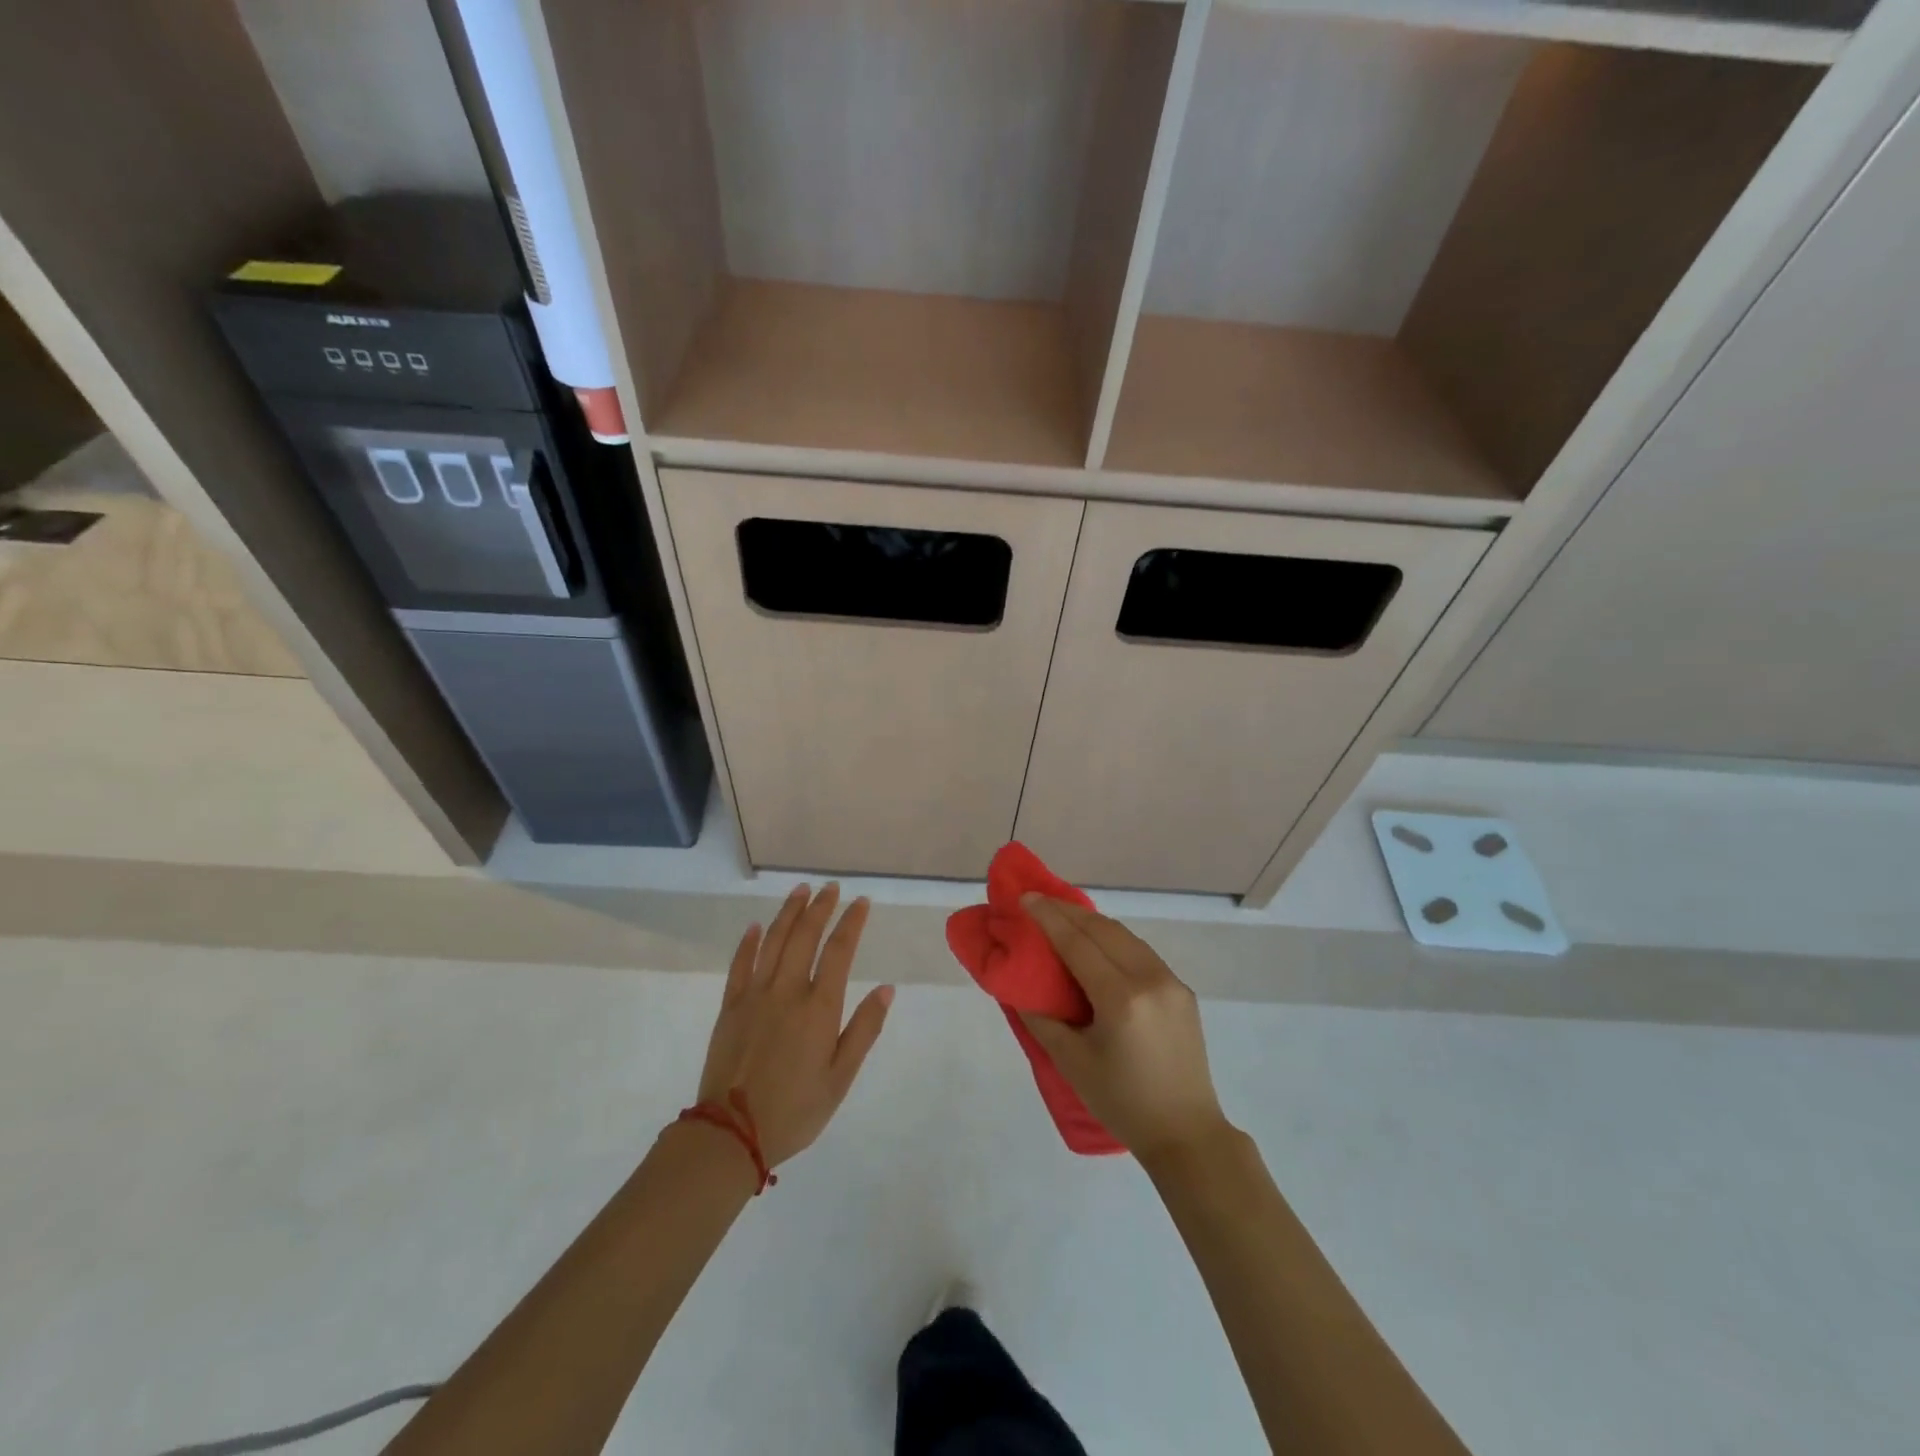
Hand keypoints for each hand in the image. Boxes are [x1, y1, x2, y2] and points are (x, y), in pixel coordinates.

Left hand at [696, 884, 892, 1166]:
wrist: (731, 1134)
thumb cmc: (795, 1109)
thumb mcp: (841, 1077)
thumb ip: (864, 1029)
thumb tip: (886, 989)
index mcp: (819, 1007)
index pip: (839, 951)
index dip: (851, 922)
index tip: (861, 902)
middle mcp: (787, 991)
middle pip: (804, 936)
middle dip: (820, 907)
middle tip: (831, 887)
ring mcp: (754, 995)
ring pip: (773, 941)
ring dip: (788, 913)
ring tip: (801, 891)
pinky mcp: (730, 1007)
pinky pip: (740, 965)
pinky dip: (749, 942)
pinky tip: (756, 926)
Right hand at [1017, 895, 1229, 1164]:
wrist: (1186, 1133)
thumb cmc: (1122, 1102)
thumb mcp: (1072, 1063)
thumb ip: (1043, 1019)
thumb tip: (1022, 988)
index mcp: (1121, 998)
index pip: (1078, 943)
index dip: (1049, 917)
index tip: (1025, 897)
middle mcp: (1150, 979)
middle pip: (1103, 930)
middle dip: (1067, 911)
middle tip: (1038, 901)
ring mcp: (1170, 982)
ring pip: (1124, 936)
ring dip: (1091, 922)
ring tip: (1062, 916)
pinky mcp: (1181, 990)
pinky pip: (1140, 952)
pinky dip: (1113, 940)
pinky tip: (1096, 943)